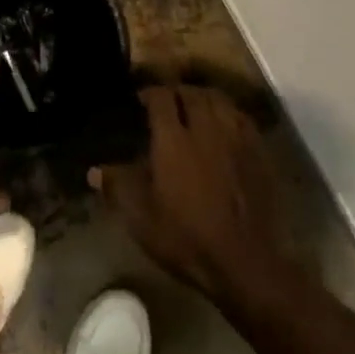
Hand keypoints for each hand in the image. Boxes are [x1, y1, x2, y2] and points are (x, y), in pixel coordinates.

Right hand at [92, 85, 293, 302]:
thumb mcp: (140, 217)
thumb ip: (118, 187)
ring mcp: (237, 139)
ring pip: (221, 101)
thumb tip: (94, 171)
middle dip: (178, 92)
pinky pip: (243, 119)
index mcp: (174, 140)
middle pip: (193, 94)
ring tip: (195, 108)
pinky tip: (224, 127)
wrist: (245, 261)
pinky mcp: (260, 154)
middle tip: (167, 101)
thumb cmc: (186, 238)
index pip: (162, 98)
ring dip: (205, 98)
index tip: (140, 99)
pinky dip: (229, 114)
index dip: (150, 93)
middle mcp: (206, 129)